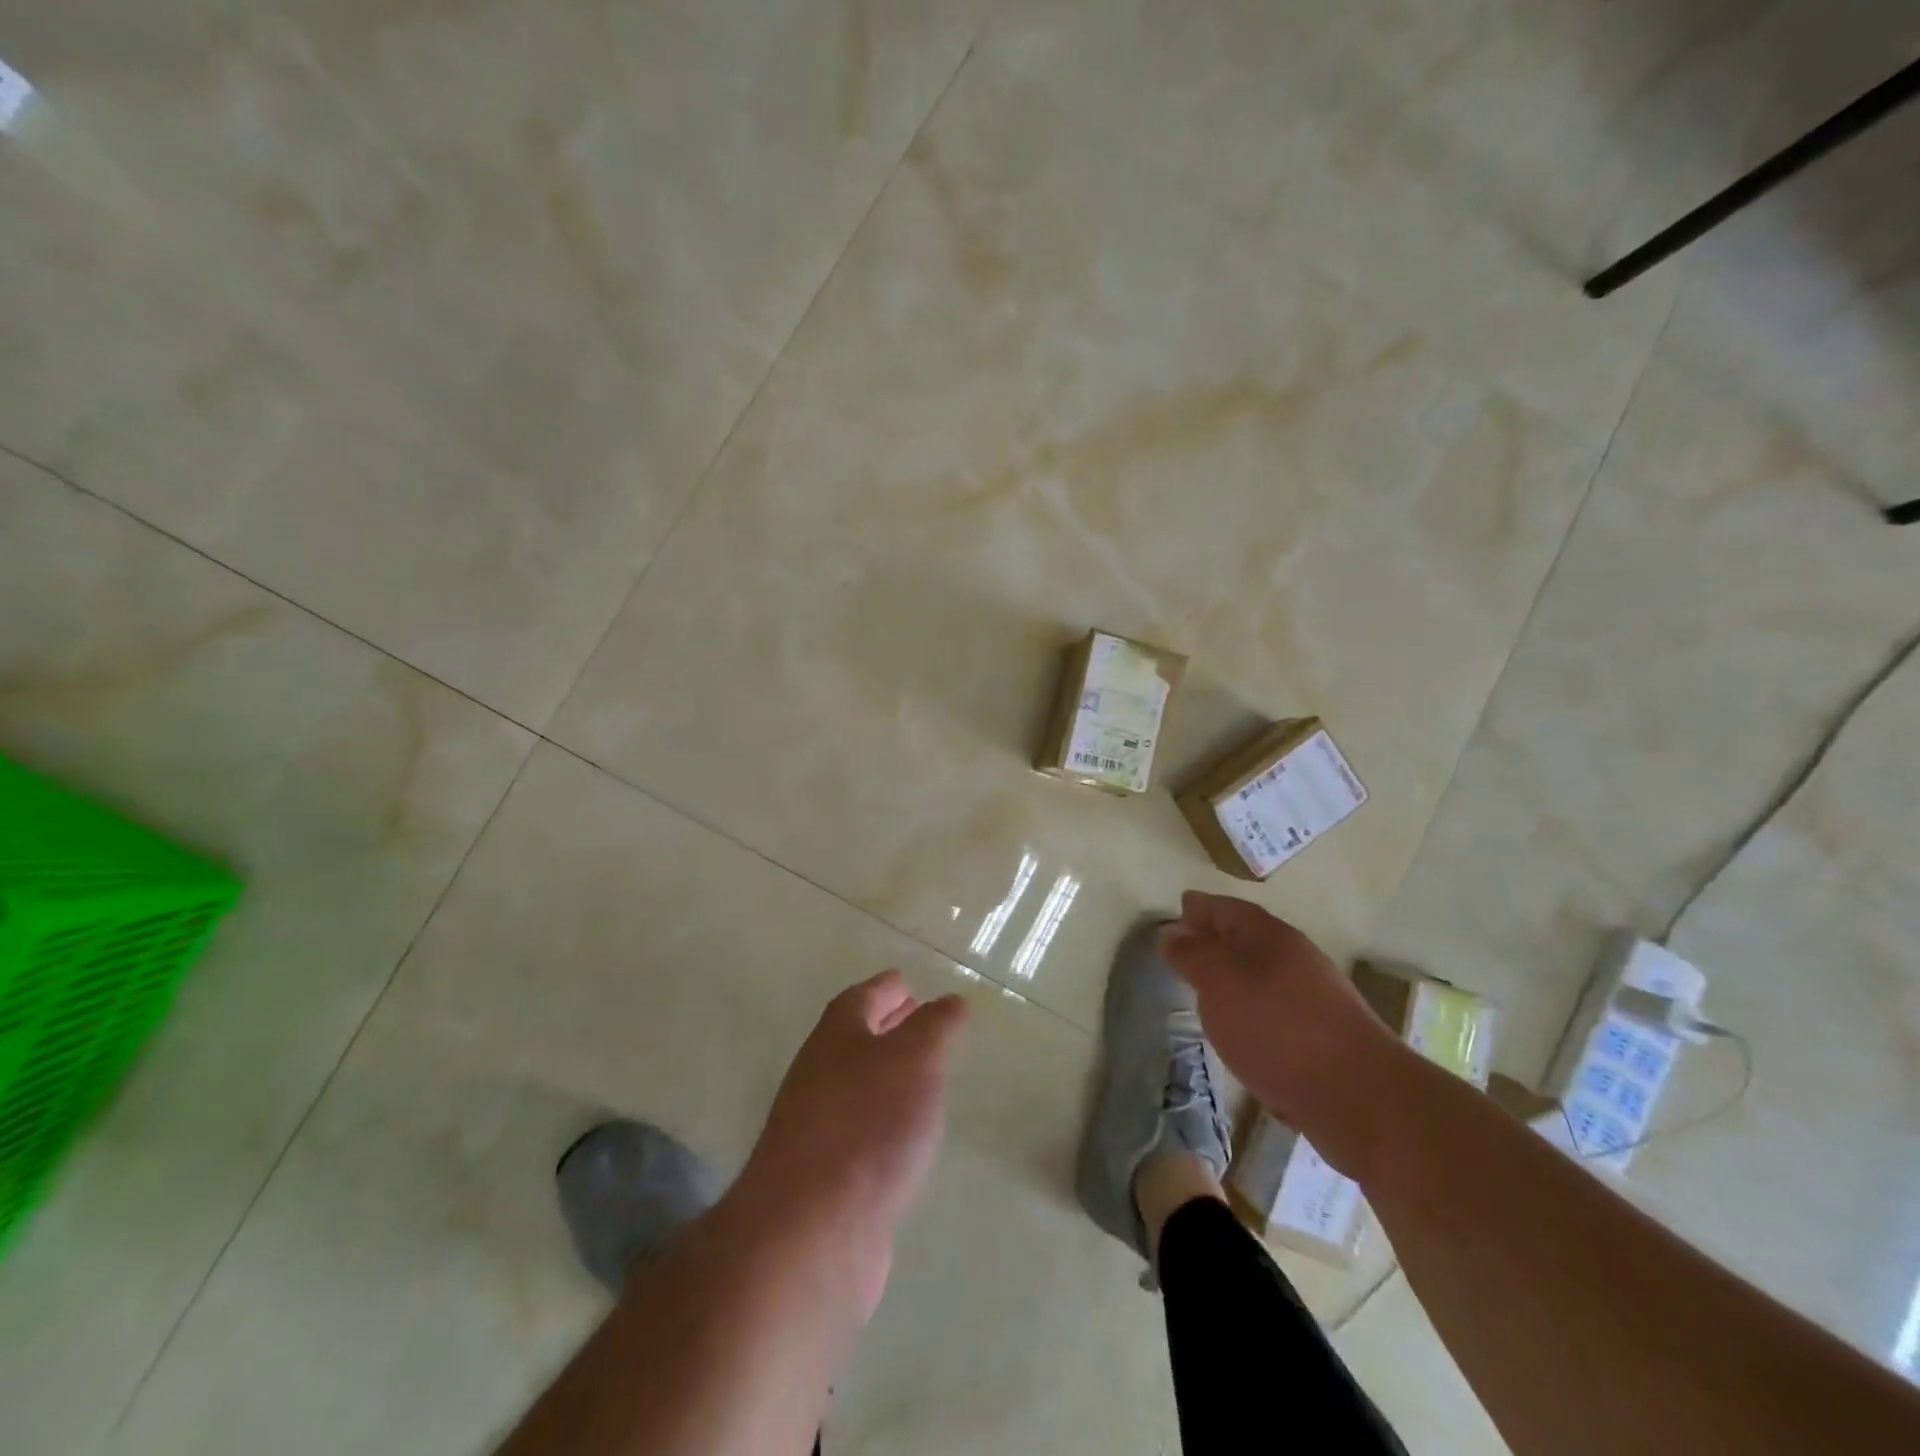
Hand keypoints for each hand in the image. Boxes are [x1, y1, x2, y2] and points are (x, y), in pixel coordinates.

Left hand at [735, 971, 968, 1317]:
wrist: (811, 1230)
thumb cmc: (868, 1124)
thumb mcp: (915, 1059)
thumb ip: (936, 1026)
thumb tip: (951, 1000)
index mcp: (837, 1035)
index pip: (863, 996)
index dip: (887, 987)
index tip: (908, 983)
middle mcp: (820, 1072)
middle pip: (855, 1037)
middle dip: (887, 1026)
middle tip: (921, 1021)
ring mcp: (816, 1124)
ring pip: (857, 1083)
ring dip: (886, 1073)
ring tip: (924, 1075)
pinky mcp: (823, 1173)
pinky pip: (858, 1127)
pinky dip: (883, 1118)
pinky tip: (905, 1135)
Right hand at [1160, 891, 1404, 1178]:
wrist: (1360, 1097)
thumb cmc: (1277, 1028)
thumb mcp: (1219, 983)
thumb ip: (1192, 954)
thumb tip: (1172, 931)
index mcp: (1269, 936)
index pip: (1227, 908)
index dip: (1201, 907)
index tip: (1180, 907)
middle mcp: (1293, 958)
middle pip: (1246, 938)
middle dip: (1215, 938)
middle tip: (1184, 945)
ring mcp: (1311, 998)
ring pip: (1260, 974)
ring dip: (1232, 975)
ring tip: (1204, 987)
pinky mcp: (1320, 1037)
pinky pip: (1273, 1007)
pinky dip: (1250, 1007)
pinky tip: (1239, 1027)